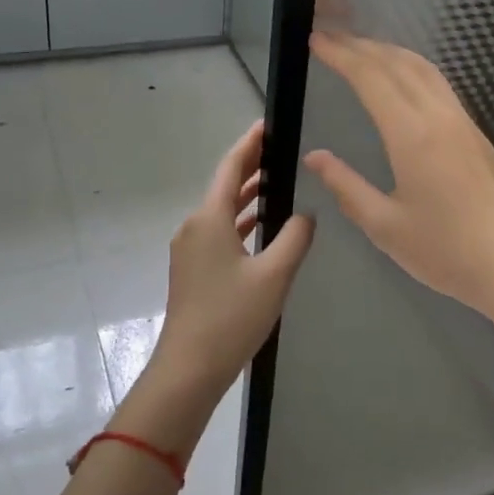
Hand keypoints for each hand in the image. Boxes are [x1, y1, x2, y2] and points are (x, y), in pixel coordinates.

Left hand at [146, 120, 315, 406]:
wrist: (188, 370)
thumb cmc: (230, 317)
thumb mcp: (274, 275)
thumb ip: (295, 238)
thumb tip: (305, 214)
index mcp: (209, 219)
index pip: (230, 167)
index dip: (250, 144)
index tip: (268, 124)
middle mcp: (194, 226)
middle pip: (224, 186)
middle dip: (251, 167)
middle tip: (281, 151)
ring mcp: (190, 250)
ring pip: (222, 211)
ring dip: (247, 196)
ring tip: (278, 182)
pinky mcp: (193, 270)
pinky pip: (219, 232)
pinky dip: (241, 222)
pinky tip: (262, 227)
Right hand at [302, 31, 493, 336]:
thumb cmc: (445, 251)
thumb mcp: (385, 226)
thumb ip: (347, 186)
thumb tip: (316, 157)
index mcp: (412, 134)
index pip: (371, 77)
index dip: (341, 54)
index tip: (315, 39)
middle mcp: (439, 116)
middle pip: (398, 63)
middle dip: (361, 45)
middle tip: (331, 37)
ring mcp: (463, 122)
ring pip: (424, 69)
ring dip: (390, 52)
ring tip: (362, 49)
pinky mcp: (477, 134)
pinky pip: (439, 84)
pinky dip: (412, 68)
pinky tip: (403, 80)